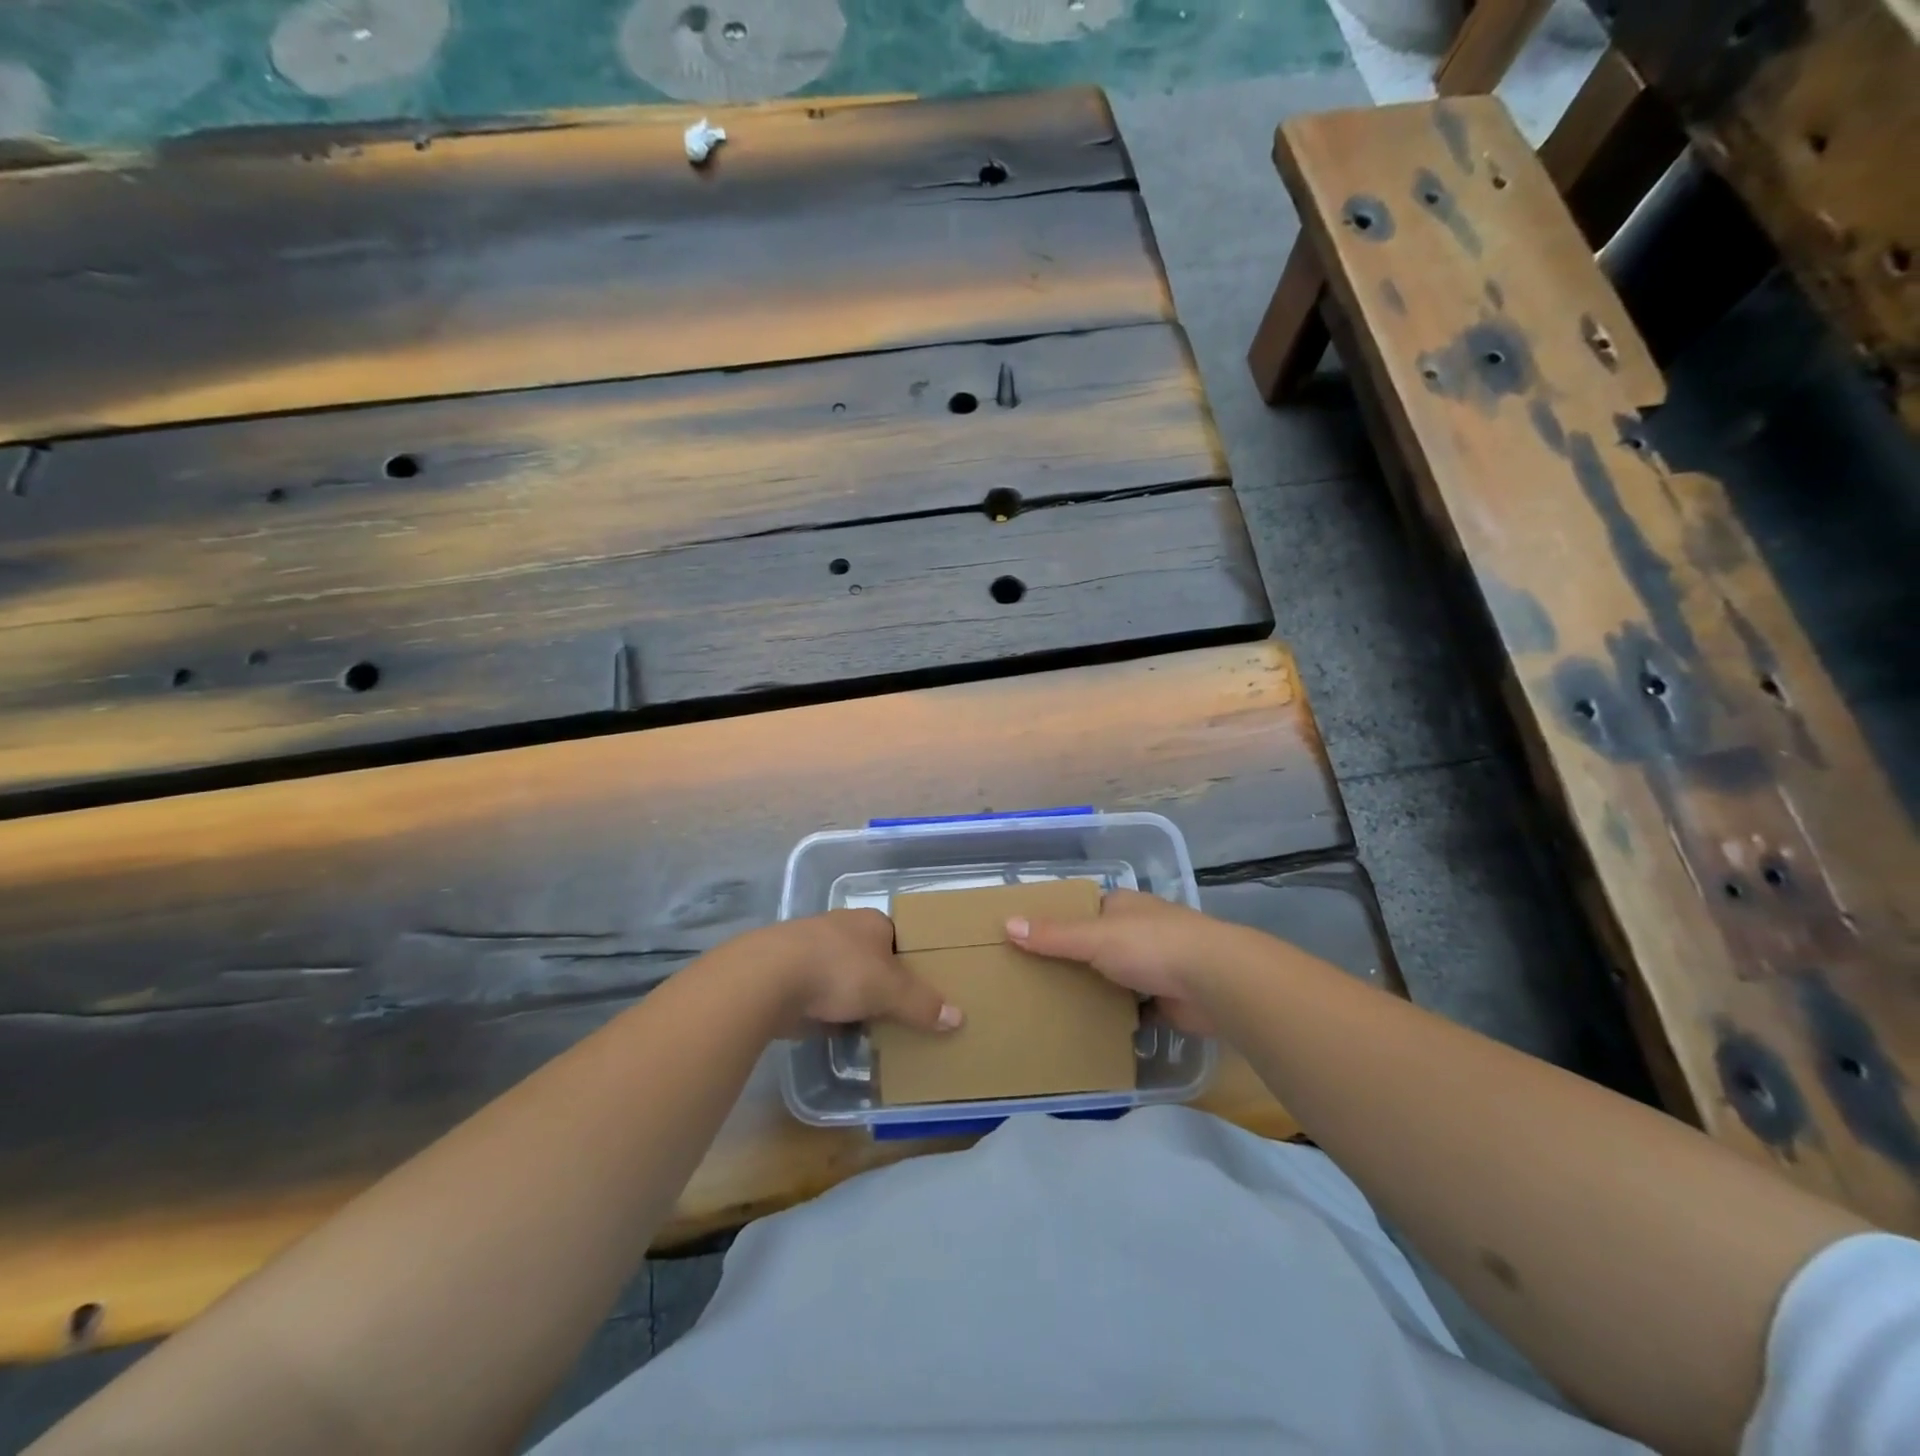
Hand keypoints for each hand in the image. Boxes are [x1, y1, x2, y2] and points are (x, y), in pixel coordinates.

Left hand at [761, 909, 963, 1036]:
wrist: (770, 977)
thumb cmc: (840, 970)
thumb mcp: (891, 990)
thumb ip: (922, 1004)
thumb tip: (958, 1018)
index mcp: (871, 921)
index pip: (900, 937)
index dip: (911, 961)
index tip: (922, 987)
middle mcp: (843, 928)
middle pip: (872, 957)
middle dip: (882, 981)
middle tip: (902, 1011)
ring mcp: (812, 949)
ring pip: (844, 975)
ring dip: (854, 997)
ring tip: (873, 1025)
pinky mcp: (790, 974)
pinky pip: (820, 994)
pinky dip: (829, 1010)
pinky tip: (837, 1030)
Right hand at [1005, 890, 1231, 1034]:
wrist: (1215, 981)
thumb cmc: (1151, 945)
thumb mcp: (1094, 937)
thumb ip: (1054, 935)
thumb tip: (1007, 925)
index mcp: (1124, 905)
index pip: (1085, 909)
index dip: (1060, 921)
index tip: (1030, 940)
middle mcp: (1140, 929)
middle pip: (1099, 943)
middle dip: (1076, 959)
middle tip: (1036, 979)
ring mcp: (1158, 964)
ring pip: (1116, 975)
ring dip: (1097, 988)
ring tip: (1056, 1005)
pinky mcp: (1168, 997)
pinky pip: (1134, 1007)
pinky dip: (1118, 1016)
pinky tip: (1093, 1028)